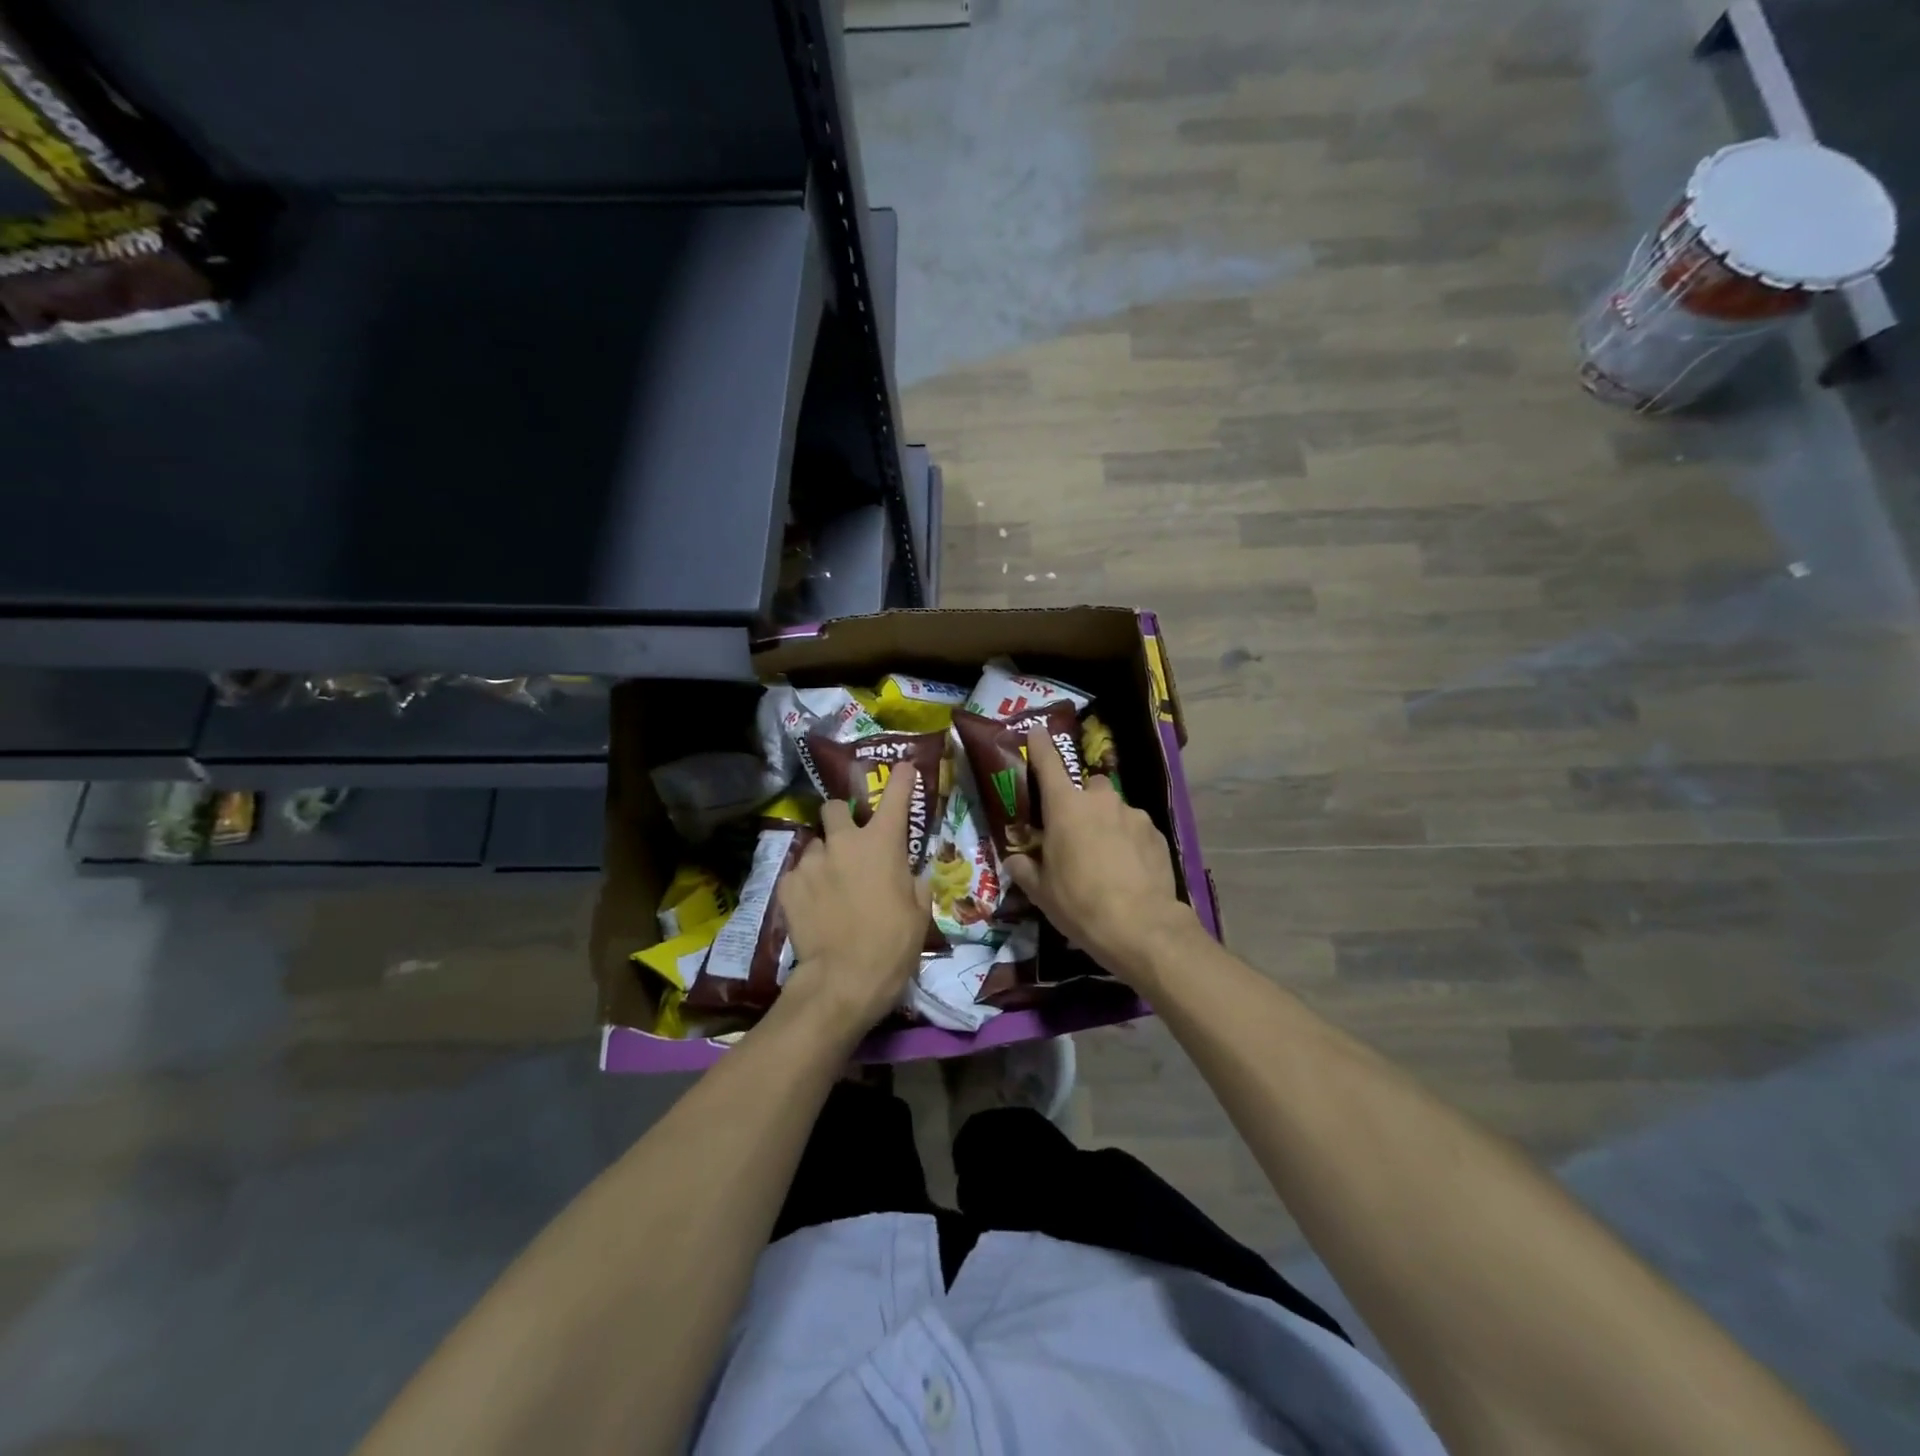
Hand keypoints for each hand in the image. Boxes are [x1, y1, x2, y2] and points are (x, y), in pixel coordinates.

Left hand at [777, 763, 931, 1036]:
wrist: (843, 980)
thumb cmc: (892, 945)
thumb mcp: (919, 914)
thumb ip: (915, 884)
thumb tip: (911, 874)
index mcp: (883, 843)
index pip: (896, 796)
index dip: (902, 779)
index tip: (903, 768)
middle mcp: (844, 842)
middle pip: (833, 808)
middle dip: (840, 817)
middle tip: (848, 840)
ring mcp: (812, 861)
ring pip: (815, 844)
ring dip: (824, 856)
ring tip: (829, 884)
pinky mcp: (788, 885)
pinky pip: (798, 873)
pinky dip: (806, 883)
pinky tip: (813, 905)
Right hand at [1005, 727, 1200, 988]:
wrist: (1140, 926)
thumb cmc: (1079, 904)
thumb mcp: (1041, 892)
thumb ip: (1025, 868)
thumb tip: (1016, 859)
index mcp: (1065, 807)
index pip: (1048, 763)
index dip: (1040, 746)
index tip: (1037, 731)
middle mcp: (1100, 800)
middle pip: (1087, 787)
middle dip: (1081, 801)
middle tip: (1075, 832)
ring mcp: (1133, 814)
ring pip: (1114, 808)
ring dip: (1107, 823)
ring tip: (1105, 857)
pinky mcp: (1156, 833)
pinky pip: (1135, 828)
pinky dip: (1128, 840)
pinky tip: (1128, 869)